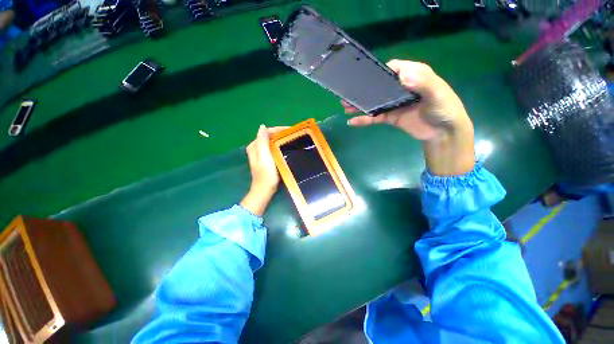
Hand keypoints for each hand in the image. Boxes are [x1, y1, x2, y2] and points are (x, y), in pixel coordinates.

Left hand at [240, 125, 287, 216]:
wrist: (264, 191)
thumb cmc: (266, 175)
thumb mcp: (264, 157)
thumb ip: (263, 142)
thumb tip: (263, 126)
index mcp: (254, 146)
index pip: (267, 132)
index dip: (279, 130)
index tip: (291, 131)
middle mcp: (256, 148)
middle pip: (269, 136)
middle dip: (281, 134)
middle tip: (294, 136)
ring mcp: (260, 154)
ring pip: (272, 142)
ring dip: (281, 140)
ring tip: (292, 140)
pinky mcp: (265, 159)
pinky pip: (273, 148)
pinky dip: (280, 147)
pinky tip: (287, 148)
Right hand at [342, 60, 475, 175]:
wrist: (442, 133)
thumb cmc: (444, 109)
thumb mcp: (437, 94)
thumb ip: (423, 83)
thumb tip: (402, 76)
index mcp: (414, 76)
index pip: (394, 68)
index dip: (380, 71)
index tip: (364, 77)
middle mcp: (401, 88)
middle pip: (379, 86)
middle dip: (364, 90)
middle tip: (348, 94)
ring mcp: (394, 104)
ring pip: (374, 102)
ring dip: (360, 105)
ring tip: (346, 106)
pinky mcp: (390, 117)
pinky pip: (374, 117)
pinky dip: (364, 119)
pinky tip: (353, 121)